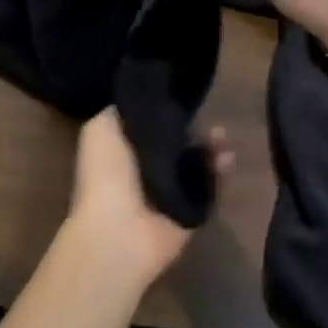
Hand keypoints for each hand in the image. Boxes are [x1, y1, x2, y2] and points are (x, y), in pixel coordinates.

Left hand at [66, 109, 233, 288]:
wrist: (118, 231)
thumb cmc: (105, 175)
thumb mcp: (101, 128)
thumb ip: (123, 112)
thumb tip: (148, 102)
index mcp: (125, 149)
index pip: (153, 125)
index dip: (169, 110)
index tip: (185, 97)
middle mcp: (148, 169)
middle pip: (180, 142)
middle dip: (195, 128)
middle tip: (209, 118)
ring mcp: (172, 191)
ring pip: (199, 161)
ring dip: (212, 147)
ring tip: (221, 136)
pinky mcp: (192, 211)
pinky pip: (212, 186)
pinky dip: (221, 171)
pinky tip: (227, 158)